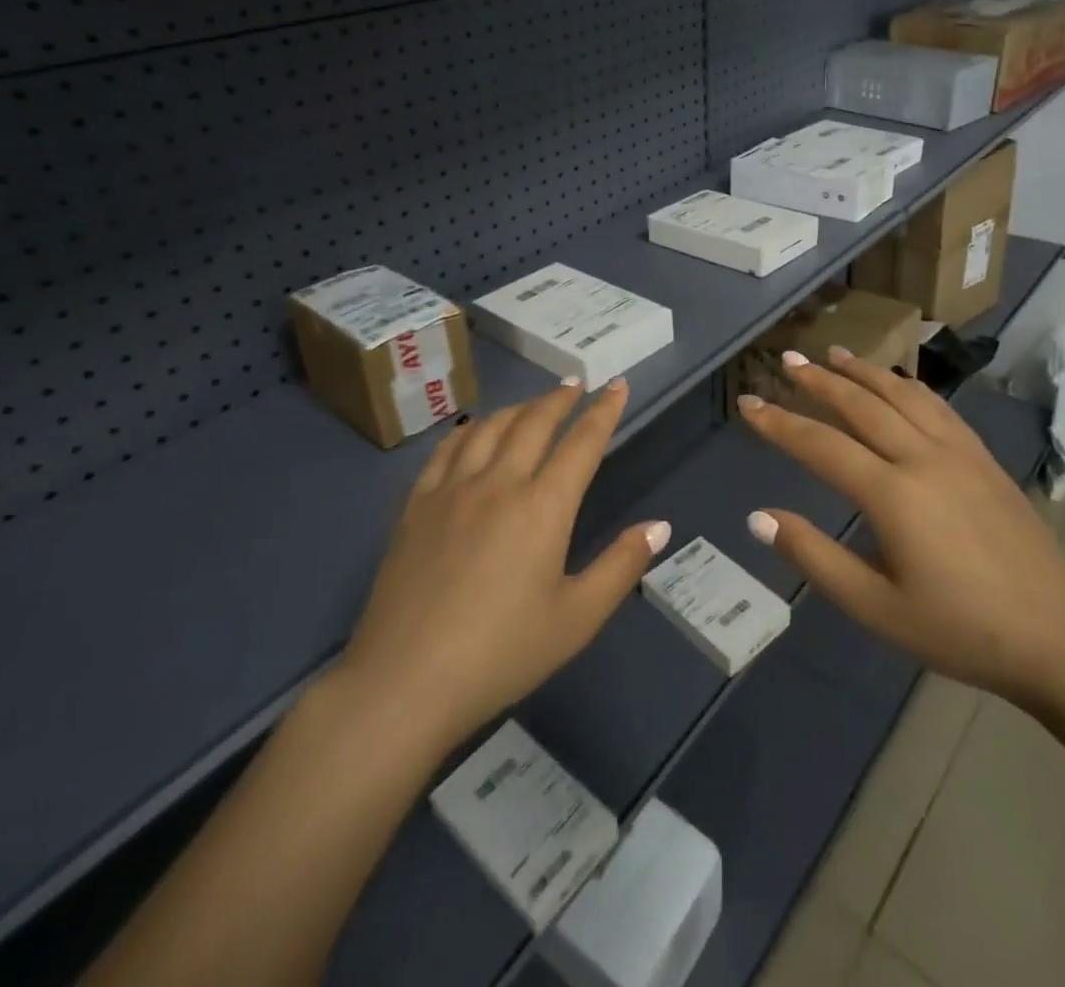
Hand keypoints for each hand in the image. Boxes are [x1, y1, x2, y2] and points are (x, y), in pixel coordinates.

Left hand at [332, 377, 670, 750]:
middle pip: (534, 423)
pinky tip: (473, 432)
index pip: (582, 443)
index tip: (616, 385)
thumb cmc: (501, 654)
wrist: (404, 681)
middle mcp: (499, 483)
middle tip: (575, 384)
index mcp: (543, 507)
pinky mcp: (416, 505)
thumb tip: (660, 526)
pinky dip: (469, 430)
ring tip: (532, 404)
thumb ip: (621, 566)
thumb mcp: (576, 619)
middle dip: (560, 399)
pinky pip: (446, 450)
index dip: (603, 411)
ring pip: (490, 428)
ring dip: (517, 408)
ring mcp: (452, 490)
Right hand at [735, 348, 1064, 710]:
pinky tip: (897, 382)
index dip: (779, 422)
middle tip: (787, 360)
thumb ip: (814, 557)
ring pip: (901, 395)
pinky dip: (907, 385)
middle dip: (819, 380)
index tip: (748, 403)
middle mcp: (923, 458)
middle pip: (861, 404)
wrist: (1056, 638)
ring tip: (834, 354)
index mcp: (893, 494)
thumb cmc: (958, 629)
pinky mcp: (984, 458)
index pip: (820, 445)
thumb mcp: (875, 608)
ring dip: (863, 371)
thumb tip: (759, 518)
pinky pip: (938, 406)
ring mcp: (959, 452)